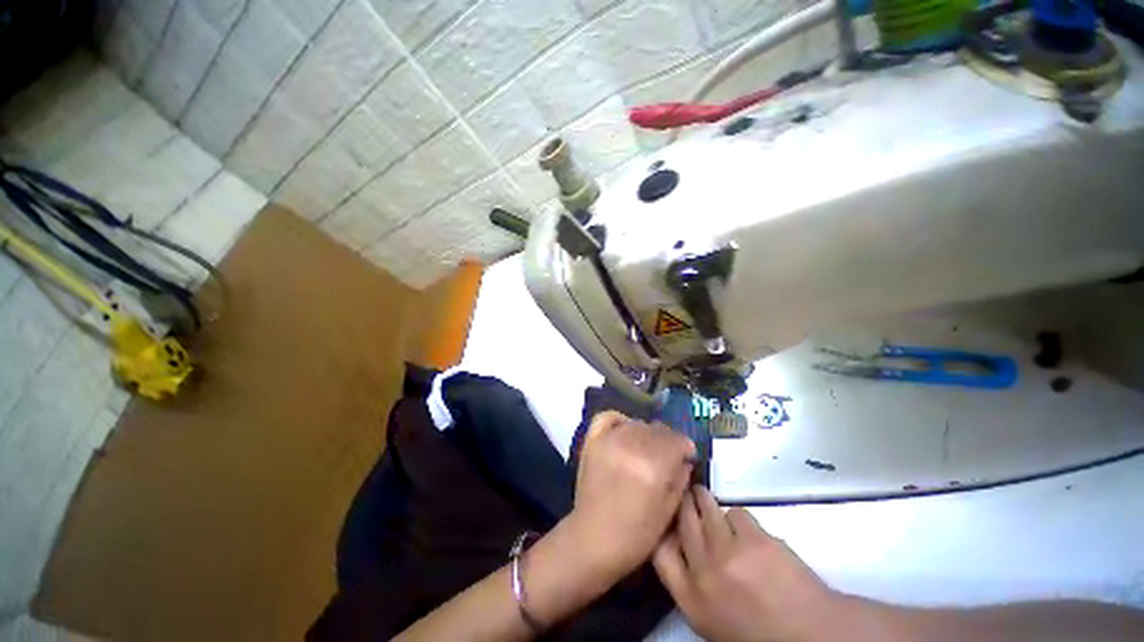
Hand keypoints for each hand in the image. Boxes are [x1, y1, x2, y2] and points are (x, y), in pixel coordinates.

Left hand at [567, 411, 695, 582]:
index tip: (687, 455)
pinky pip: (607, 417)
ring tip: (646, 448)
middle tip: (667, 454)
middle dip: (668, 440)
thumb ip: (680, 479)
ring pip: (636, 423)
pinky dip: (619, 420)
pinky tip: (625, 431)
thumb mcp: (668, 512)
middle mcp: (631, 447)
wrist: (593, 539)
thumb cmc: (635, 535)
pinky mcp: (592, 441)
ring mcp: (609, 441)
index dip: (685, 447)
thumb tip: (684, 459)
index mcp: (653, 467)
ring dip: (646, 433)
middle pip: (657, 429)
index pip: (676, 440)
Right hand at [653, 486, 841, 641]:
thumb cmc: (757, 631)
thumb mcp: (709, 617)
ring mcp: (730, 553)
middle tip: (684, 493)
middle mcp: (704, 573)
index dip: (660, 526)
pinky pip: (736, 512)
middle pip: (682, 519)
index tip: (665, 514)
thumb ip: (688, 581)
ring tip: (705, 496)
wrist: (811, 636)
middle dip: (682, 501)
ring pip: (706, 507)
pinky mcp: (756, 539)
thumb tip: (674, 540)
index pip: (659, 550)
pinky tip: (746, 530)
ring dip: (704, 498)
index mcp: (691, 600)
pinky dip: (737, 517)